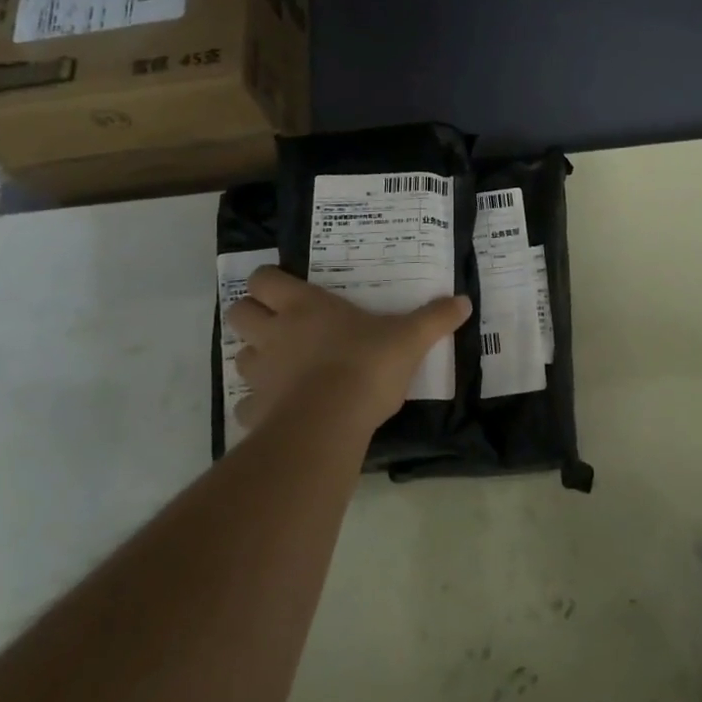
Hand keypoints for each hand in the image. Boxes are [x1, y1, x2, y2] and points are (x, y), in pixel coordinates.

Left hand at [226, 265, 471, 434]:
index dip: (268, 282)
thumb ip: (434, 319)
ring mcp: (261, 373)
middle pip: (237, 313)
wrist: (331, 422)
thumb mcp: (409, 338)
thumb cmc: (366, 365)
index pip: (262, 279)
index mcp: (304, 306)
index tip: (287, 290)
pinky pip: (247, 405)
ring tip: (283, 367)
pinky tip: (282, 409)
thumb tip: (464, 301)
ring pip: (239, 357)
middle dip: (252, 316)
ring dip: (256, 358)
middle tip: (280, 326)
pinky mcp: (256, 411)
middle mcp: (274, 334)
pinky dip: (259, 405)